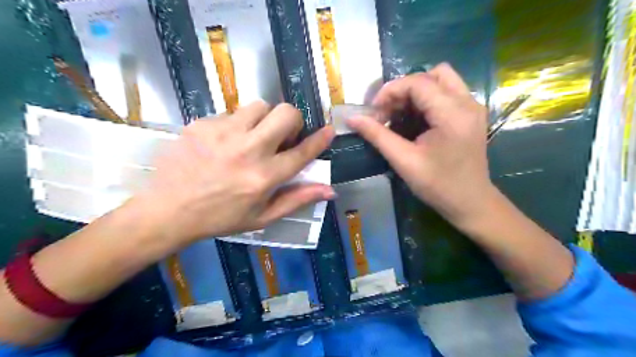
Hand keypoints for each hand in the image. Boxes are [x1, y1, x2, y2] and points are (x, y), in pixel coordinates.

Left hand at [133, 100, 333, 244]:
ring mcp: (223, 133)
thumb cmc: (220, 217)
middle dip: (292, 121)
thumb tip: (330, 190)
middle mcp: (248, 150)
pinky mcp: (202, 124)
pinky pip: (231, 113)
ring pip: (259, 106)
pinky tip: (223, 143)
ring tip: (251, 137)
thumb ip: (297, 199)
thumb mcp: (263, 217)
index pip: (302, 152)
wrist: (168, 210)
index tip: (329, 130)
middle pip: (285, 113)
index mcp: (264, 176)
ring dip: (263, 119)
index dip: (320, 140)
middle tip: (282, 135)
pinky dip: (236, 125)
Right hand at [347, 63, 490, 230]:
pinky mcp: (471, 115)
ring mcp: (473, 107)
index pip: (417, 82)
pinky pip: (447, 93)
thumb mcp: (403, 161)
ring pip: (441, 80)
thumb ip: (377, 135)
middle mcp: (467, 102)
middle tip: (388, 112)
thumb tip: (352, 119)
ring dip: (416, 93)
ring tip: (400, 115)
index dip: (390, 91)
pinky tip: (415, 121)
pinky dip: (426, 101)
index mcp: (452, 113)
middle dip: (404, 89)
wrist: (470, 203)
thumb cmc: (438, 186)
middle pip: (432, 74)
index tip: (374, 112)